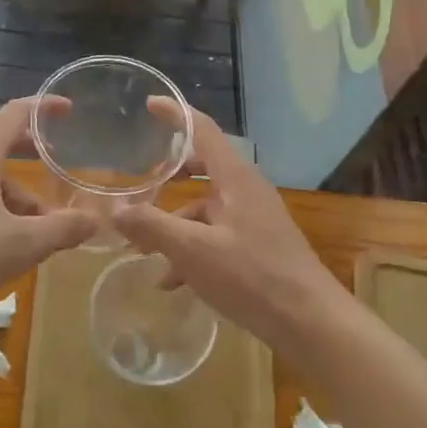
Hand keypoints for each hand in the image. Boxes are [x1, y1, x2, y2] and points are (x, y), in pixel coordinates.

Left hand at [0, 98, 94, 327]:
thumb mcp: (21, 244)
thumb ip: (62, 229)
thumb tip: (94, 222)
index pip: (16, 112)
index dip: (45, 107)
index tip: (69, 110)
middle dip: (30, 147)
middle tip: (56, 160)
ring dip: (16, 185)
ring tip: (41, 219)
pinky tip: (9, 234)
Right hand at [116, 106, 339, 357]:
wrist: (310, 323)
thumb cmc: (253, 277)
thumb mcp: (194, 252)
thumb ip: (153, 228)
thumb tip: (115, 210)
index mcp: (236, 179)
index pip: (204, 130)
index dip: (176, 114)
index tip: (150, 104)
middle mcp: (246, 191)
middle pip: (204, 167)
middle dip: (171, 175)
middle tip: (142, 180)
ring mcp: (255, 220)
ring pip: (206, 208)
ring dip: (175, 224)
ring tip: (143, 251)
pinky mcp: (258, 248)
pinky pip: (216, 237)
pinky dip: (191, 250)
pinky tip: (171, 282)